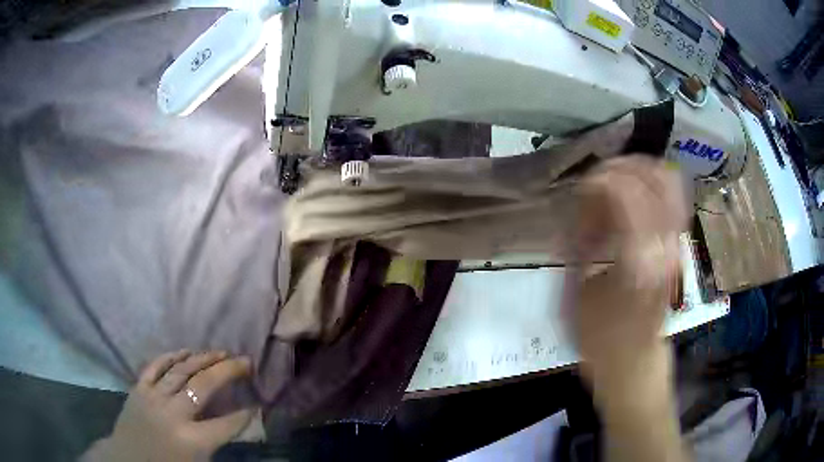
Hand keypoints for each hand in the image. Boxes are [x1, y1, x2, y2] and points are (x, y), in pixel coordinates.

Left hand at [84, 351, 255, 461]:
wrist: (127, 459)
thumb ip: (216, 444)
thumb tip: (237, 424)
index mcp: (191, 441)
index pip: (226, 424)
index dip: (244, 415)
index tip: (257, 404)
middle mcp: (173, 414)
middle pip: (203, 386)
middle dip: (227, 371)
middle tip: (245, 360)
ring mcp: (153, 397)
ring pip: (180, 371)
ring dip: (202, 358)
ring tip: (220, 351)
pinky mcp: (138, 388)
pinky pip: (155, 366)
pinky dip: (171, 356)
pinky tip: (186, 350)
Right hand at [572, 156, 687, 383]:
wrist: (635, 364)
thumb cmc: (600, 339)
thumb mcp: (576, 296)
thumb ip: (578, 245)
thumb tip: (577, 210)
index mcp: (637, 260)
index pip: (625, 193)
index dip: (599, 181)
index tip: (580, 190)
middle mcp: (665, 246)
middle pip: (654, 178)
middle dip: (622, 167)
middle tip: (597, 179)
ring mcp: (677, 245)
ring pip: (670, 183)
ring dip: (640, 172)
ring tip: (616, 180)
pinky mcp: (679, 248)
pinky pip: (675, 199)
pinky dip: (655, 185)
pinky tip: (635, 194)